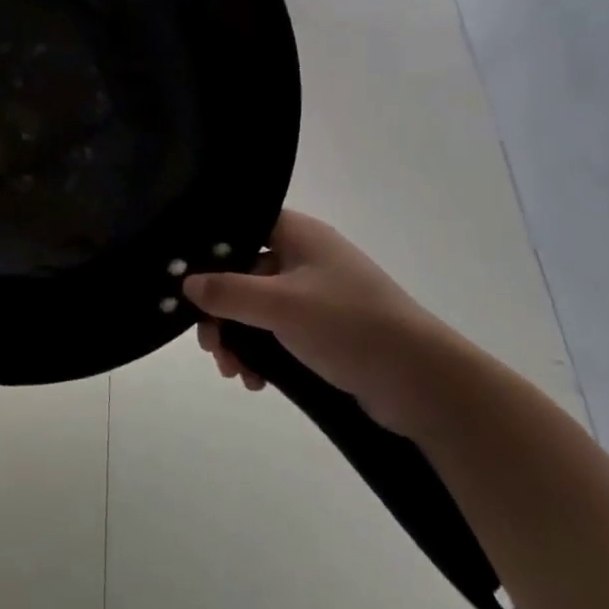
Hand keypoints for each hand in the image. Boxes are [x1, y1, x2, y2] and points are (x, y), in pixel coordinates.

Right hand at [184, 210, 469, 435]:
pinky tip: (254, 380)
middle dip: (219, 309)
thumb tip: (185, 283)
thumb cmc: (349, 325)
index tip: (184, 276)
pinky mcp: (323, 332)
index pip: (241, 224)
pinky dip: (260, 354)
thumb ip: (227, 292)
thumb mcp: (280, 305)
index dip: (209, 246)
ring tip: (231, 371)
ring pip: (256, 308)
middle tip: (208, 343)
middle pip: (242, 272)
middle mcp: (305, 259)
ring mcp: (315, 296)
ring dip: (237, 338)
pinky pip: (276, 334)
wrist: (424, 384)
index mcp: (299, 235)